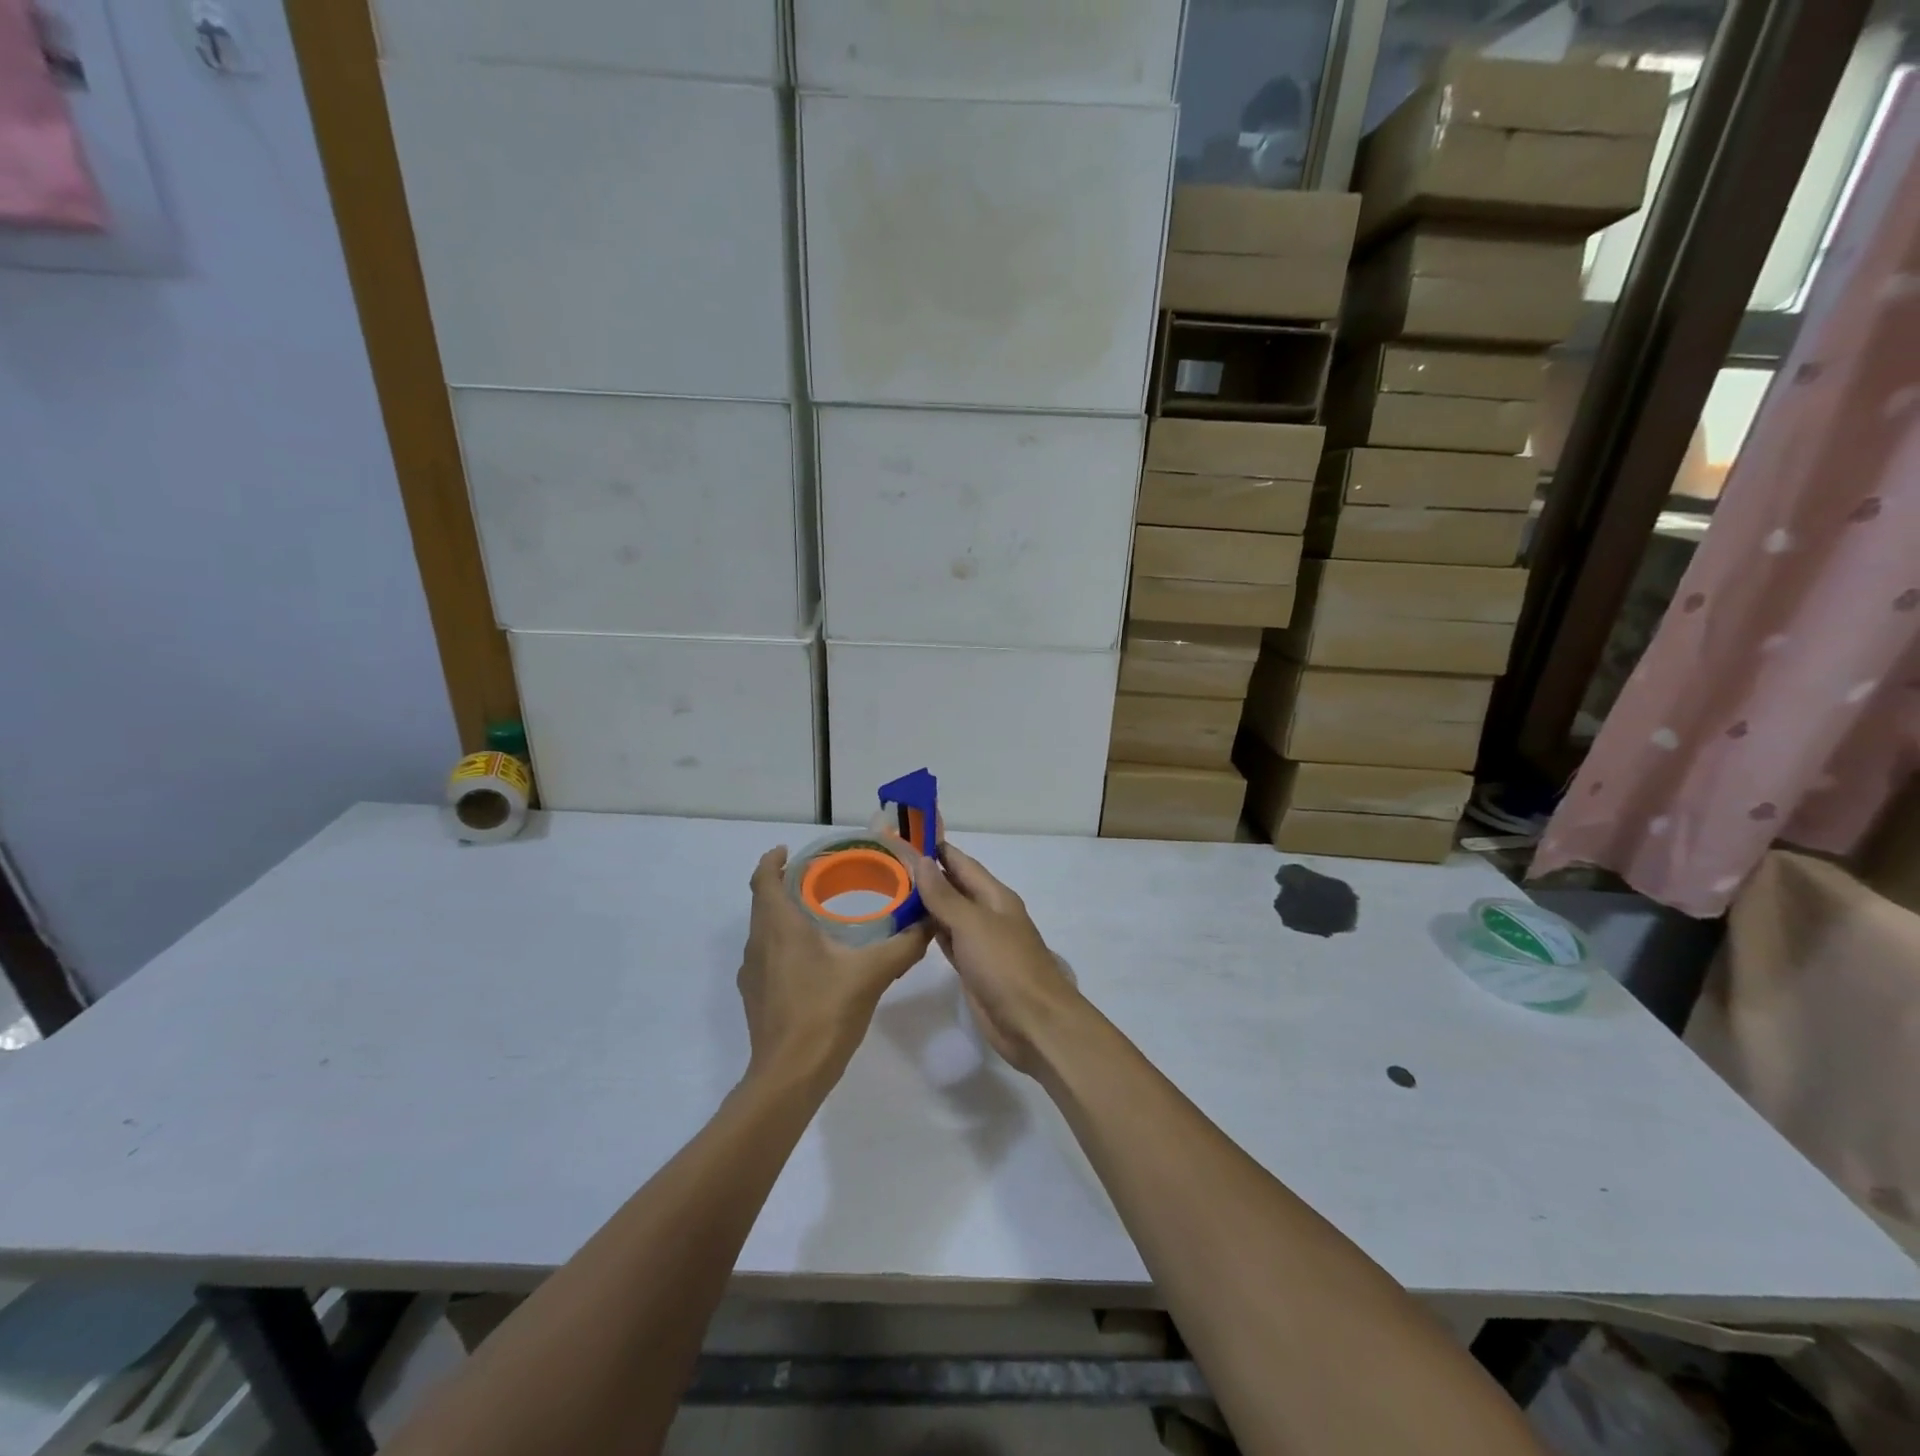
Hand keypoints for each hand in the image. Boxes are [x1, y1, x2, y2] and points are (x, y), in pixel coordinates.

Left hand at [738, 847, 931, 1090]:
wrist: (789, 1077)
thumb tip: (930, 921)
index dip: (771, 860)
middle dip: (784, 885)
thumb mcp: (872, 973)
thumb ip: (904, 945)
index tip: (788, 850)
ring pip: (764, 931)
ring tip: (818, 914)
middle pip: (763, 903)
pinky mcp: (755, 997)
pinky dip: (783, 944)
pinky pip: (766, 956)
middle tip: (817, 878)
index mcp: (779, 927)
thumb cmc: (825, 1013)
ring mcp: (752, 973)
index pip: (763, 880)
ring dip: (783, 916)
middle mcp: (759, 944)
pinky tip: (812, 960)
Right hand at [910, 843, 1085, 1076]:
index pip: (961, 863)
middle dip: (925, 875)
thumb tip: (920, 860)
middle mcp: (988, 914)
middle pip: (954, 887)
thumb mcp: (972, 924)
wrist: (1033, 1022)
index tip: (904, 836)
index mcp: (994, 896)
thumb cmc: (1005, 966)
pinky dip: (929, 932)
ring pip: (948, 915)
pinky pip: (947, 941)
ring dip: (924, 904)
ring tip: (889, 891)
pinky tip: (908, 927)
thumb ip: (944, 895)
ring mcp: (981, 942)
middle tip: (886, 865)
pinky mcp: (972, 968)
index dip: (936, 849)